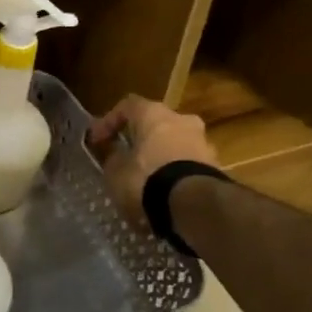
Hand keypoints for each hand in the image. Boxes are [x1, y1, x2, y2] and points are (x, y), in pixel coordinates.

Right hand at [88, 95, 217, 218]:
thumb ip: (113, 158)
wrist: (194, 206)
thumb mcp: (115, 171)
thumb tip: (117, 155)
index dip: (108, 121)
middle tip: (125, 156)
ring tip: (145, 179)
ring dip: (159, 157)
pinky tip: (163, 192)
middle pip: (156, 124)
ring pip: (174, 144)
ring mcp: (203, 142)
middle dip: (139, 139)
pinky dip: (173, 173)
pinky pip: (187, 164)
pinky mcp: (215, 167)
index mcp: (155, 114)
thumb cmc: (147, 179)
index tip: (96, 140)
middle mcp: (182, 120)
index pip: (127, 105)